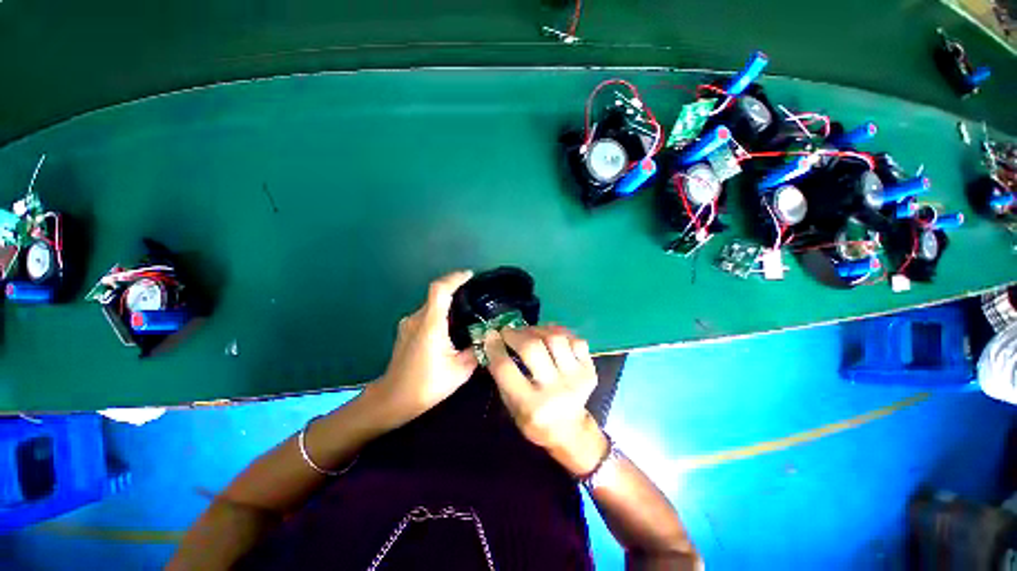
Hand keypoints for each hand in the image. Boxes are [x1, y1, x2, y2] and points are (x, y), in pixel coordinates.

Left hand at [369, 271, 478, 425]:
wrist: (391, 400)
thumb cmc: (426, 386)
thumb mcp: (460, 371)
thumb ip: (477, 350)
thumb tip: (489, 337)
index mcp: (430, 324)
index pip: (440, 289)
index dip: (454, 278)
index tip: (470, 275)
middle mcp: (417, 318)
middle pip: (437, 294)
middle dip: (456, 290)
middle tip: (477, 295)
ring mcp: (408, 324)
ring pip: (432, 305)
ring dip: (449, 303)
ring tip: (468, 310)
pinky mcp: (406, 331)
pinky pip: (427, 314)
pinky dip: (441, 313)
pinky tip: (452, 327)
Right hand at [484, 326, 608, 476]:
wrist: (571, 431)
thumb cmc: (535, 421)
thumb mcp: (511, 407)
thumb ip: (502, 377)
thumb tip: (494, 342)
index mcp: (531, 405)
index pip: (507, 368)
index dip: (495, 347)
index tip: (490, 335)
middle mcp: (555, 390)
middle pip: (532, 349)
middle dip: (515, 334)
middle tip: (507, 331)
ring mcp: (576, 378)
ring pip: (555, 338)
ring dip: (537, 330)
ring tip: (528, 332)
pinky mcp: (589, 370)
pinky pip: (575, 340)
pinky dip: (560, 332)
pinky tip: (548, 335)